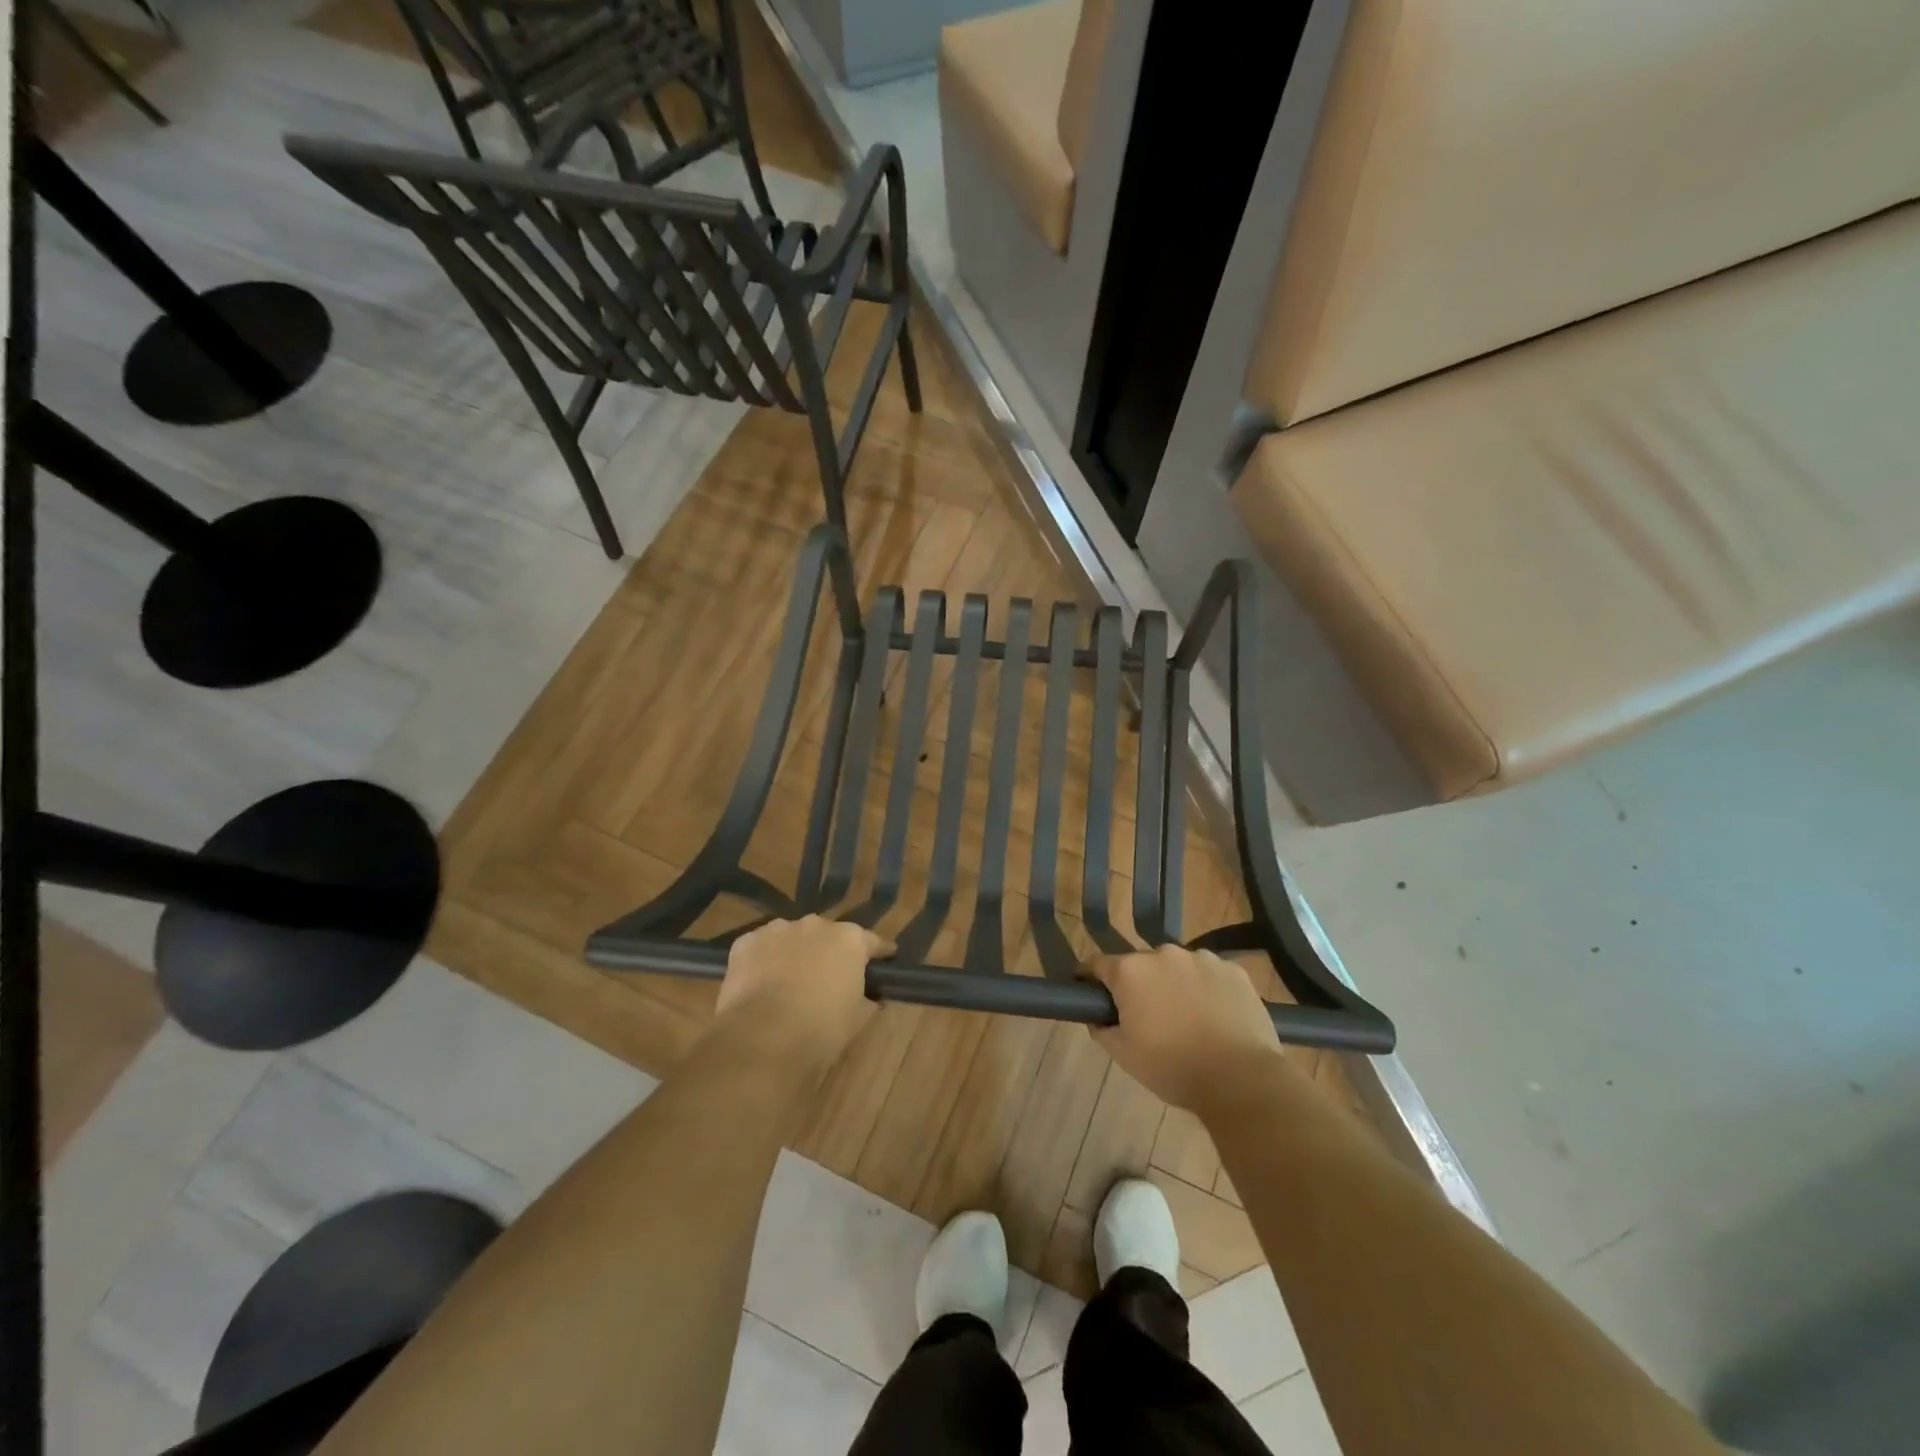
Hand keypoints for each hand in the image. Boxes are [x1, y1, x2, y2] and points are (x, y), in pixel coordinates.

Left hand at [716, 916, 893, 1070]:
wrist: (764, 1038)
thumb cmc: (822, 1028)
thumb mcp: (857, 1018)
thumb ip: (865, 999)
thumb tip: (870, 997)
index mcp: (849, 940)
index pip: (871, 941)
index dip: (878, 951)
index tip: (886, 956)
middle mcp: (815, 925)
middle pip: (826, 935)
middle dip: (828, 951)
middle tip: (828, 974)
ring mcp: (777, 930)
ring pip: (790, 937)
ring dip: (794, 952)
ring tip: (789, 979)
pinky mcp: (745, 943)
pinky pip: (760, 948)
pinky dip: (763, 961)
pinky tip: (759, 982)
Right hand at [1083, 945, 1284, 1113]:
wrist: (1240, 1079)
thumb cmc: (1172, 1067)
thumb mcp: (1124, 1055)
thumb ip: (1103, 1029)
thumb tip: (1098, 1018)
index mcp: (1131, 971)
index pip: (1097, 963)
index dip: (1089, 976)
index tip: (1088, 989)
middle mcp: (1163, 953)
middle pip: (1140, 964)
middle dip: (1139, 984)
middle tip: (1146, 1014)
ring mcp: (1202, 958)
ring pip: (1177, 967)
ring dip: (1174, 983)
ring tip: (1187, 1016)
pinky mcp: (1233, 970)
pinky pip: (1210, 974)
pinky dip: (1206, 988)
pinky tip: (1215, 1015)